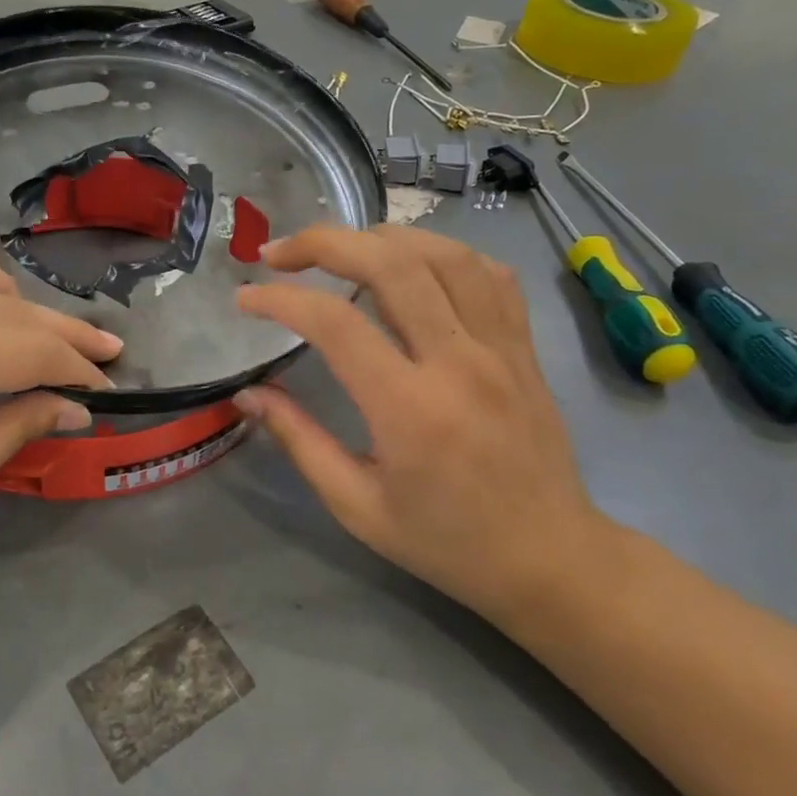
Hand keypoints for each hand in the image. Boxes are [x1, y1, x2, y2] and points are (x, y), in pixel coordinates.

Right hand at [235, 225, 606, 621]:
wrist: (549, 559)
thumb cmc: (446, 542)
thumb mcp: (357, 505)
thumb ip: (299, 441)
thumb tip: (247, 395)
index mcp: (410, 409)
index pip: (335, 323)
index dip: (281, 299)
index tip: (246, 297)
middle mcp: (458, 362)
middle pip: (390, 263)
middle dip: (324, 242)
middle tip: (280, 252)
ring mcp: (500, 348)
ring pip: (444, 254)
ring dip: (382, 236)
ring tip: (341, 248)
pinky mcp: (524, 348)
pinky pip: (489, 275)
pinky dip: (445, 254)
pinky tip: (415, 265)